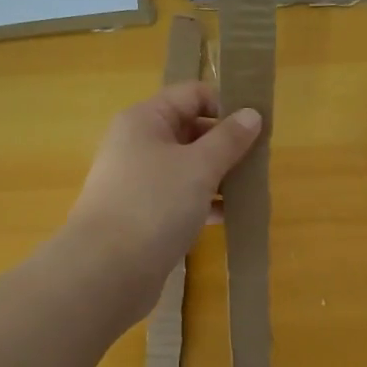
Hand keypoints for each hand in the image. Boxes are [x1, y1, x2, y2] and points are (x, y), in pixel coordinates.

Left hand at [66, 81, 261, 290]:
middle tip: (260, 160)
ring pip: (187, 167)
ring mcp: (138, 181)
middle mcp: (138, 144)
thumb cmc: (154, 204)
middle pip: (190, 130)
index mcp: (145, 120)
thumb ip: (229, 139)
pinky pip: (180, 197)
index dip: (225, 105)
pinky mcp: (142, 214)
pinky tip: (228, 215)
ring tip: (250, 189)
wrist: (106, 271)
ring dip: (218, 174)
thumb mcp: (199, 166)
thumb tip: (252, 114)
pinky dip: (203, 202)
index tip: (258, 126)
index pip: (192, 95)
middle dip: (226, 143)